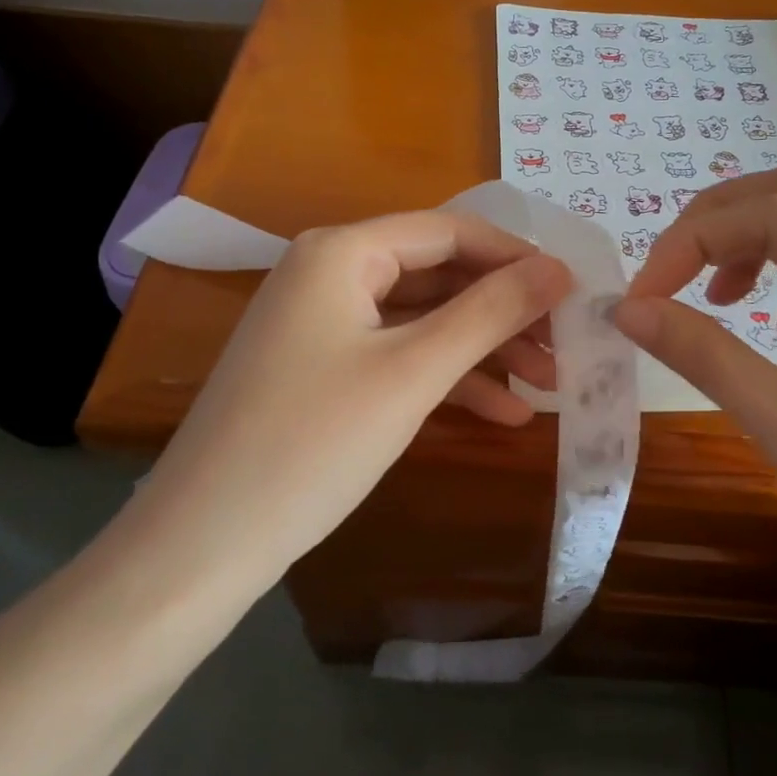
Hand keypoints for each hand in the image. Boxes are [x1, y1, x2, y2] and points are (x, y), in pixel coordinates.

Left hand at [125, 211, 571, 593]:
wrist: (203, 544)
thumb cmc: (314, 442)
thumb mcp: (414, 372)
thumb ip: (490, 312)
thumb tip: (560, 269)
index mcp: (342, 251)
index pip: (450, 231)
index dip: (516, 257)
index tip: (573, 292)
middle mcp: (329, 272)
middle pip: (439, 274)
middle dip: (504, 311)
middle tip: (565, 346)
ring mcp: (322, 322)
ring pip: (423, 319)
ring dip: (484, 349)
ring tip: (548, 385)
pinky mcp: (322, 368)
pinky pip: (397, 355)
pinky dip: (447, 378)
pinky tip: (501, 412)